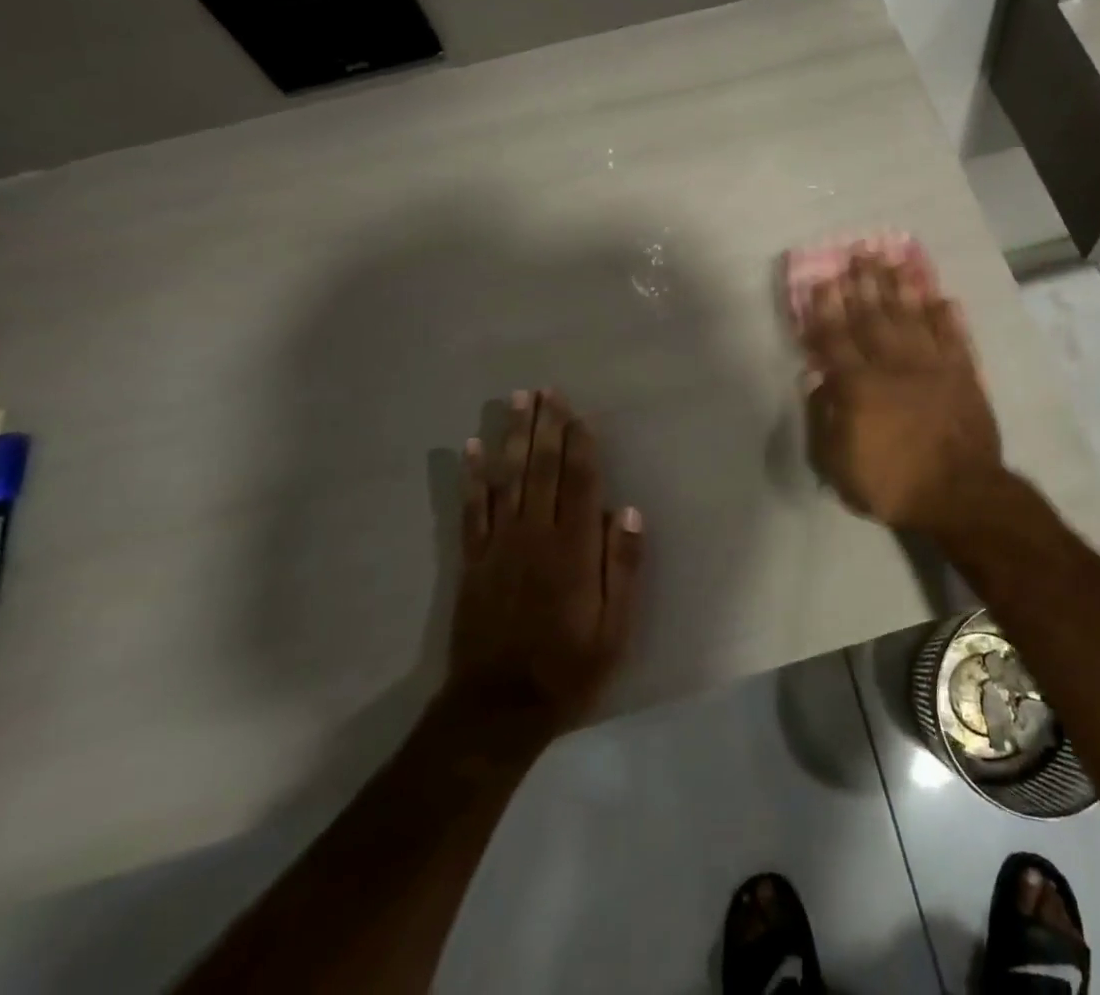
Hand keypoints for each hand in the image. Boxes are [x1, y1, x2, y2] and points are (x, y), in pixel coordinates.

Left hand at [445, 389, 643, 753]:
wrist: (497, 709)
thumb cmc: (568, 668)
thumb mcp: (614, 627)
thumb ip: (622, 566)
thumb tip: (627, 509)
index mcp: (573, 549)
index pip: (580, 481)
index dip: (581, 444)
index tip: (580, 412)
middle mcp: (535, 535)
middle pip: (542, 469)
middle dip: (546, 426)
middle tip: (546, 389)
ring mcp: (499, 545)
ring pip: (507, 478)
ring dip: (513, 436)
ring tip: (516, 401)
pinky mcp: (473, 561)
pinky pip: (472, 509)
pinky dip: (473, 477)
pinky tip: (473, 447)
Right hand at [801, 251, 1004, 538]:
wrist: (960, 495)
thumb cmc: (892, 484)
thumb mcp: (837, 465)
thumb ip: (822, 419)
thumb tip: (814, 380)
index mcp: (858, 386)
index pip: (835, 338)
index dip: (825, 308)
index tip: (821, 279)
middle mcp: (893, 365)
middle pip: (873, 316)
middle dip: (862, 283)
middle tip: (856, 252)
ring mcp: (932, 366)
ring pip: (912, 316)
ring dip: (900, 286)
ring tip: (891, 258)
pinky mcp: (963, 374)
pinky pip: (953, 336)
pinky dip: (946, 315)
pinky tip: (940, 295)